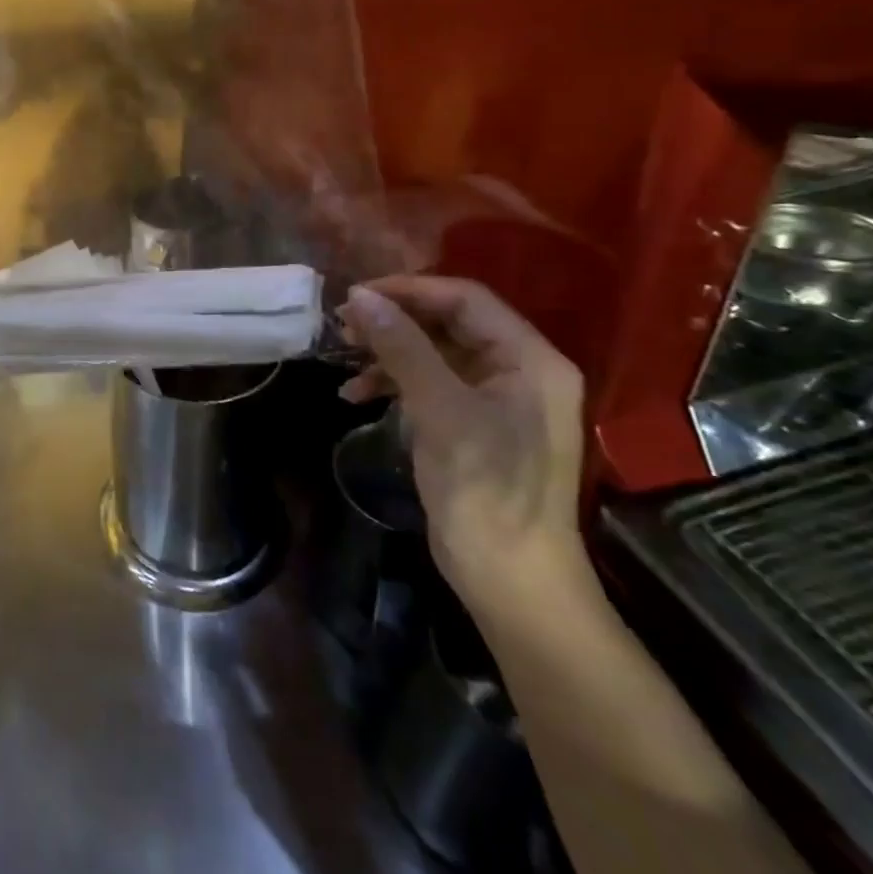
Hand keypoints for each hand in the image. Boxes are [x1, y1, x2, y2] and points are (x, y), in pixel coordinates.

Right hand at [337, 276, 587, 612]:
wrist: (512, 583)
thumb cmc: (486, 492)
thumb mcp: (440, 412)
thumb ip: (402, 348)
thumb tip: (360, 297)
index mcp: (529, 359)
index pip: (465, 299)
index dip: (409, 290)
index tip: (356, 296)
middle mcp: (518, 371)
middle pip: (448, 323)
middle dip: (393, 321)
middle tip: (343, 325)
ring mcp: (496, 400)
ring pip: (433, 353)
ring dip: (387, 353)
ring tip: (343, 359)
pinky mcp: (473, 425)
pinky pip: (429, 385)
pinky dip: (393, 384)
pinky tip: (356, 396)